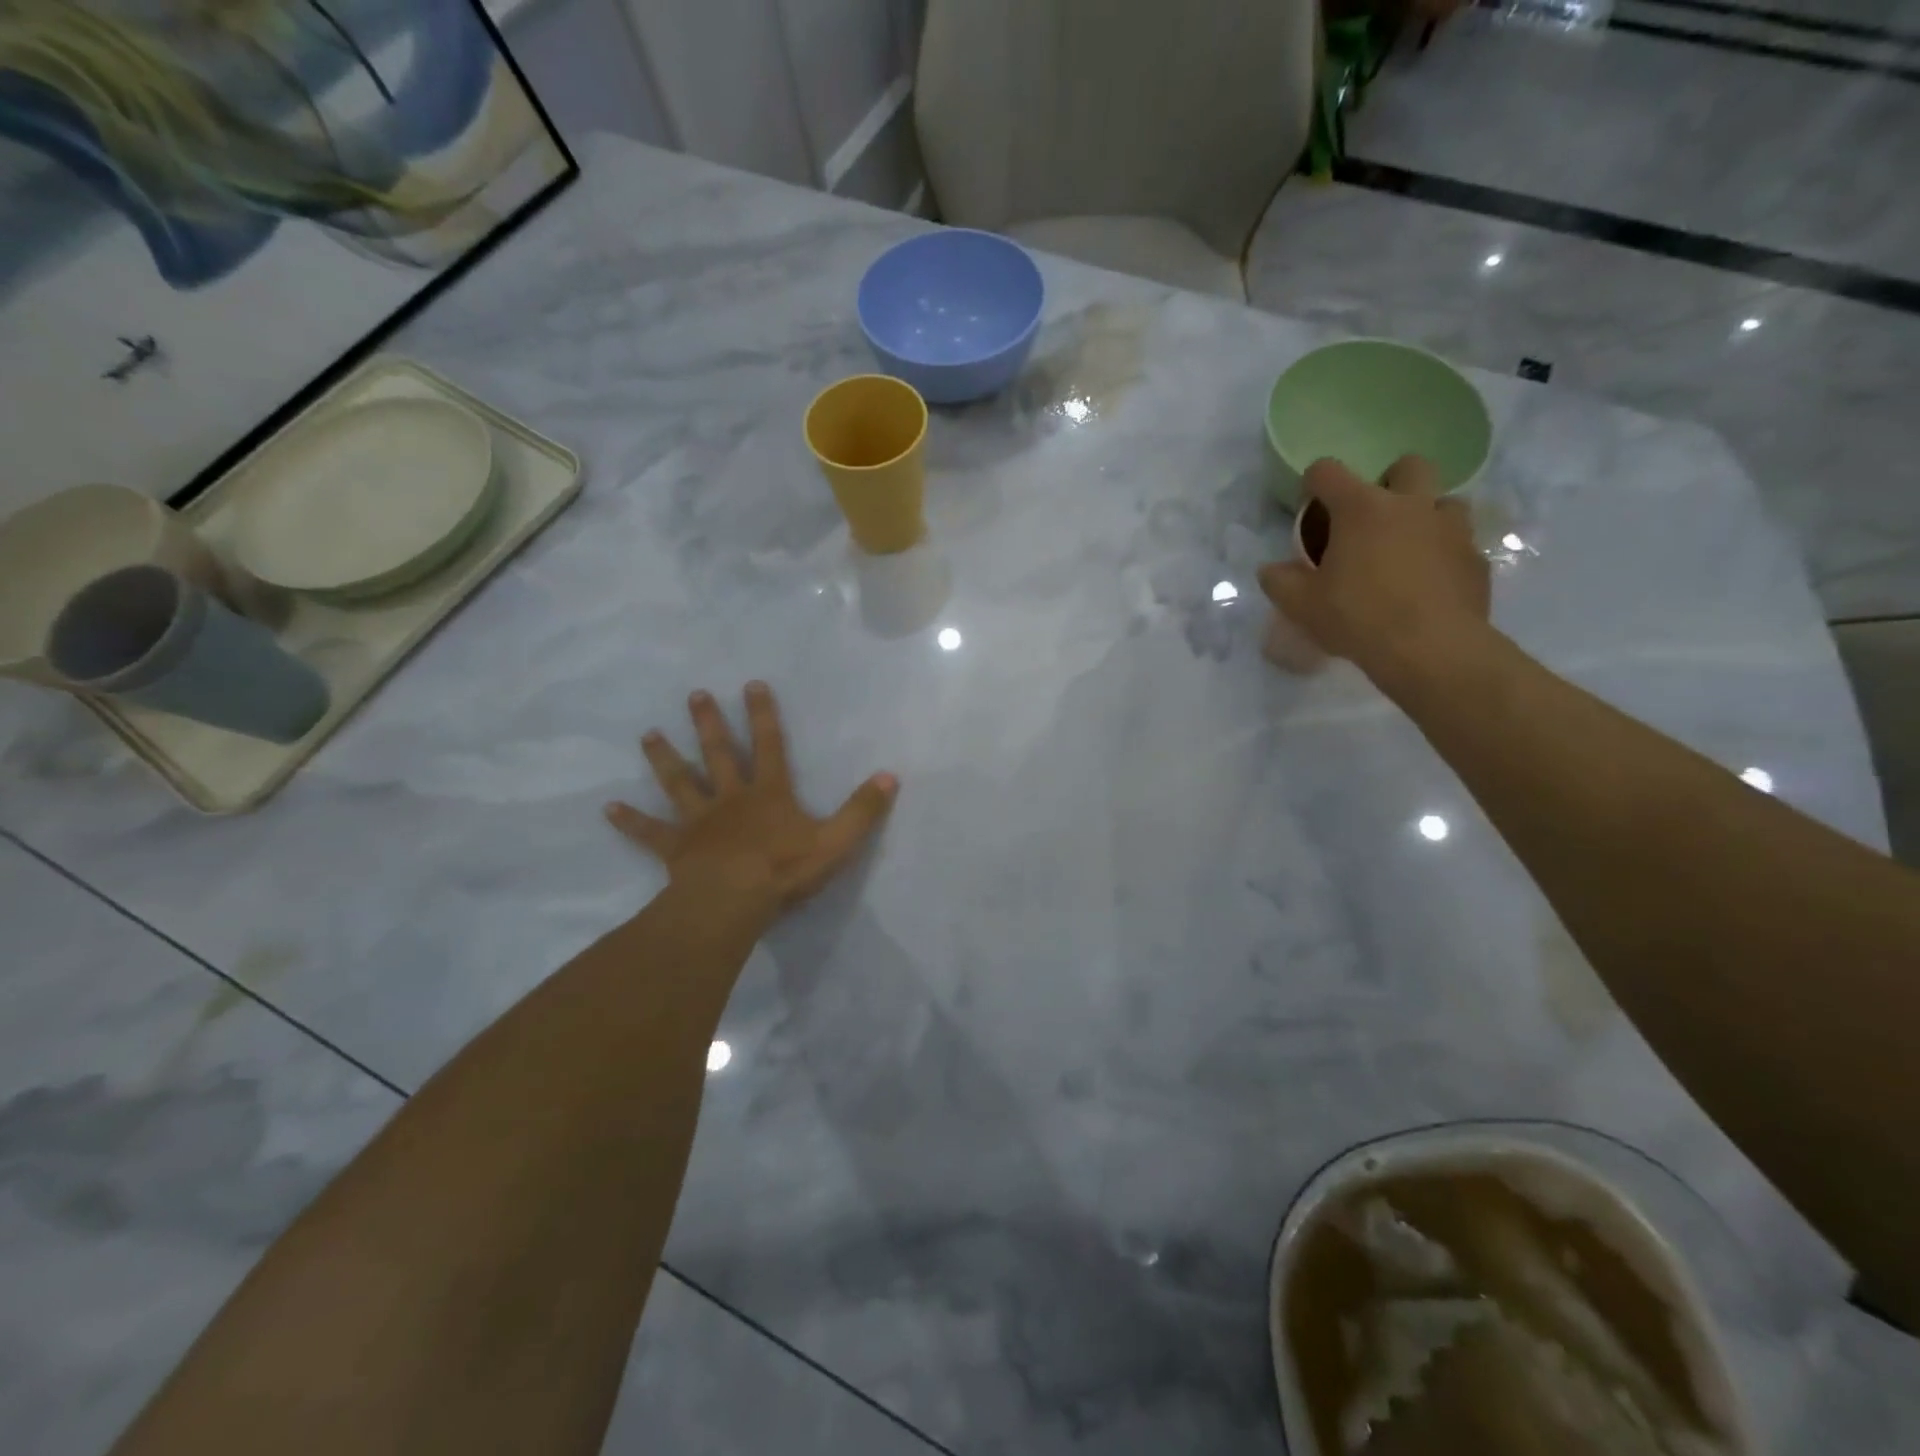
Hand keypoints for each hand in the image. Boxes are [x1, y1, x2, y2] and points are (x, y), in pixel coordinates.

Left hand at [604, 682, 897, 915]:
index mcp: (769, 793)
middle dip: (709, 723)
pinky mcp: (676, 848)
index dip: (763, 714)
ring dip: (664, 758)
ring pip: (680, 783)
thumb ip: (863, 810)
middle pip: (718, 754)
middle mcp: (731, 798)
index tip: (751, 684)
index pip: (769, 745)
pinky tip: (608, 808)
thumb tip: (890, 777)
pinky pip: (650, 832)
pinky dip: (630, 821)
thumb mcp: (836, 841)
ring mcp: (699, 822)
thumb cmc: (784, 870)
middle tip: (694, 694)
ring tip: (647, 735)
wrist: (733, 902)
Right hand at [1258, 456, 1489, 684]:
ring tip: (1406, 550)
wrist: (1431, 650)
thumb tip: (1271, 570)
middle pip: (1407, 465)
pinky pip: (1460, 544)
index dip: (1313, 482)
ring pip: (1444, 501)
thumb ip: (1279, 581)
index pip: (1328, 472)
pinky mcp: (1476, 559)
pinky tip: (1428, 585)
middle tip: (1373, 518)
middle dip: (1389, 482)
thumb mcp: (1301, 605)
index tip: (1309, 505)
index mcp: (1362, 509)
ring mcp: (1451, 529)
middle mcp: (1411, 505)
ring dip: (1425, 516)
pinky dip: (1443, 555)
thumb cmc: (1357, 618)